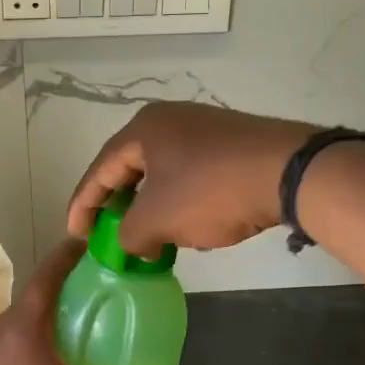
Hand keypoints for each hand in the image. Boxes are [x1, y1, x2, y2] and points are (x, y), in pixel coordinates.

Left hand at [0, 241, 176, 364]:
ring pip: (22, 321)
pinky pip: (11, 343)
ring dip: (47, 318)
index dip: (69, 254)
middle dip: (64, 290)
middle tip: (95, 293)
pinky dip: (33, 341)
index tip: (88, 243)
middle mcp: (1, 327)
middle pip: (36, 296)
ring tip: (76, 329)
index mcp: (24, 322)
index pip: (48, 273)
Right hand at [67, 103, 315, 257]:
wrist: (289, 172)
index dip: (83, 204)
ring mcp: (204, 129)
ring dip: (149, 206)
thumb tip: (135, 244)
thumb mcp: (157, 220)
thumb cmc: (210, 191)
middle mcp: (170, 120)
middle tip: (106, 233)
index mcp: (143, 129)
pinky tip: (184, 224)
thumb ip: (129, 235)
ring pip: (162, 172)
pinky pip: (190, 174)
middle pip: (130, 167)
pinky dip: (178, 201)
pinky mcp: (231, 144)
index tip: (75, 234)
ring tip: (145, 235)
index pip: (100, 169)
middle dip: (116, 204)